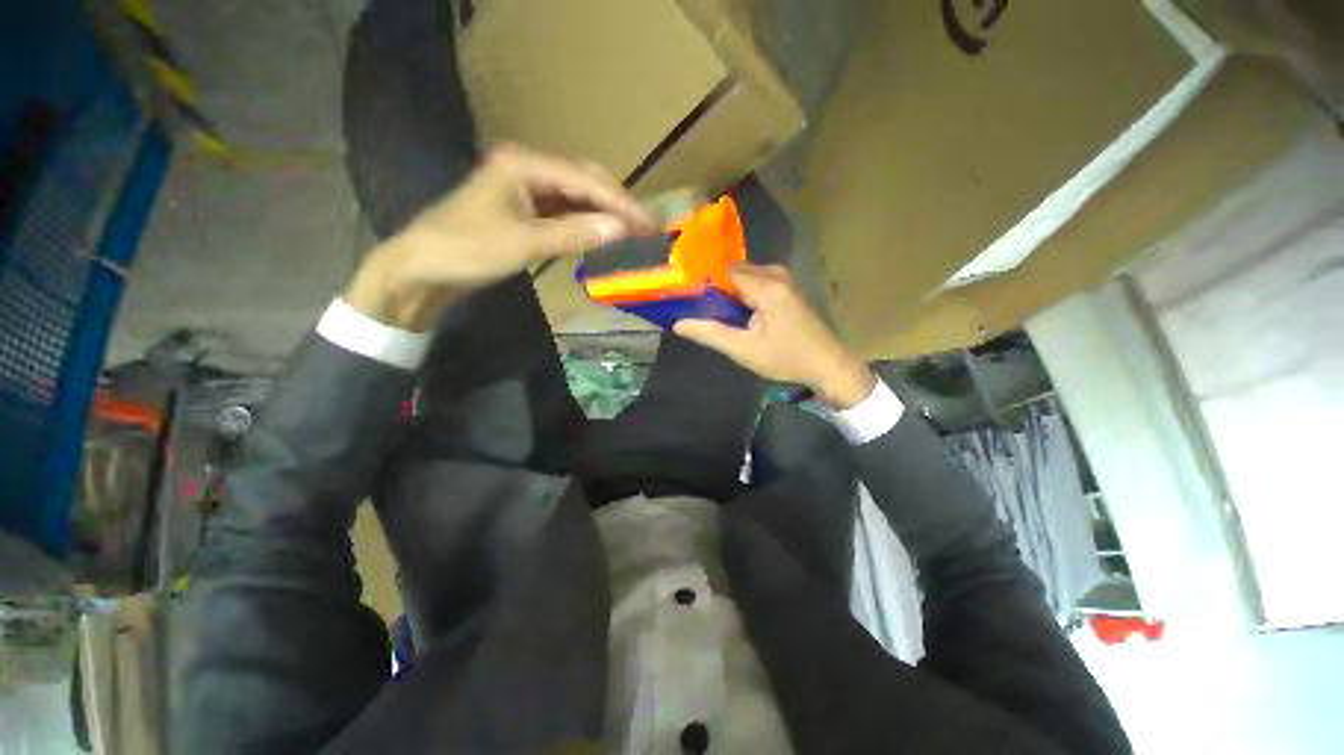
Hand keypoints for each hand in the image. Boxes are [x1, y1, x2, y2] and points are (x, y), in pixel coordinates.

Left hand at [344, 145, 655, 330]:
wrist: (422, 267)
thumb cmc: (467, 250)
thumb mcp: (523, 243)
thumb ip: (574, 234)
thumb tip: (621, 229)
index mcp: (524, 165)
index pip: (585, 180)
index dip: (621, 203)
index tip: (651, 223)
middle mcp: (527, 168)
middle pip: (584, 181)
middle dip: (618, 204)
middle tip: (648, 227)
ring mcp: (526, 188)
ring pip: (577, 196)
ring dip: (605, 213)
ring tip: (634, 231)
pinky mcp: (524, 209)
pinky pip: (565, 211)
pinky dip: (586, 222)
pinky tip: (602, 233)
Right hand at [673, 265, 876, 409]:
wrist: (828, 365)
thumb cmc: (787, 358)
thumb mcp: (745, 350)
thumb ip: (711, 334)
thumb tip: (678, 324)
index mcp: (766, 286)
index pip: (724, 269)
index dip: (702, 279)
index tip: (683, 292)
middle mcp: (775, 275)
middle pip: (734, 271)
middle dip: (714, 285)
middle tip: (692, 303)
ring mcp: (784, 280)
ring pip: (745, 277)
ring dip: (728, 291)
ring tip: (708, 307)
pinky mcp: (787, 289)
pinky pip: (756, 282)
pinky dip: (741, 293)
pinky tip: (732, 310)